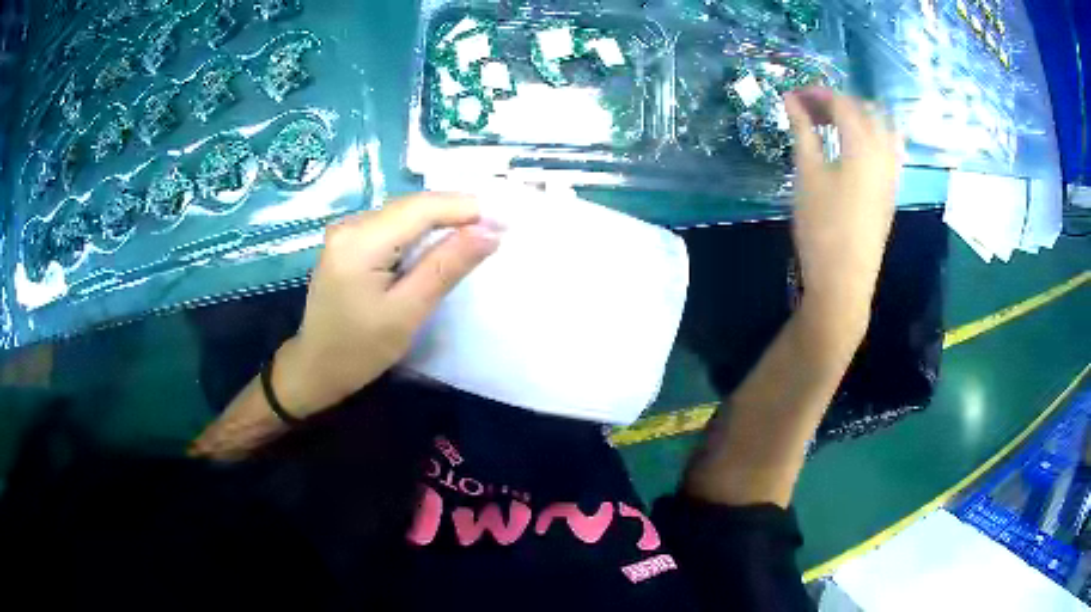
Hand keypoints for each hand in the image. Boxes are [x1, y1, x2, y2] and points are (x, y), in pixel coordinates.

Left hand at [274, 193, 500, 416]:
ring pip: (404, 213)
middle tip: (497, 227)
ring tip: (477, 233)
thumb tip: (490, 232)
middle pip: (412, 206)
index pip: (421, 208)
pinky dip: (420, 231)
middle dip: (456, 212)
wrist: (315, 369)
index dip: (466, 208)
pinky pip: (392, 225)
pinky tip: (439, 243)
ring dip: (440, 220)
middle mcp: (350, 225)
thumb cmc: (360, 350)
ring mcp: (346, 231)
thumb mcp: (407, 312)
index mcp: (360, 241)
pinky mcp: (348, 242)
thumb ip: (446, 266)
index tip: (505, 220)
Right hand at [784, 88, 901, 345]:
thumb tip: (791, 99)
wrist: (844, 281)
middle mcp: (884, 153)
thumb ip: (802, 131)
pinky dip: (871, 136)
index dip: (817, 93)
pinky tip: (853, 148)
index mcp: (863, 145)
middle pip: (866, 110)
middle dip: (838, 101)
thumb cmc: (822, 226)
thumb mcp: (807, 174)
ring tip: (833, 125)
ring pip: (882, 128)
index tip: (793, 95)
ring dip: (858, 116)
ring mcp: (892, 173)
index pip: (843, 103)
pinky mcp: (891, 191)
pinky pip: (888, 148)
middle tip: (810, 108)